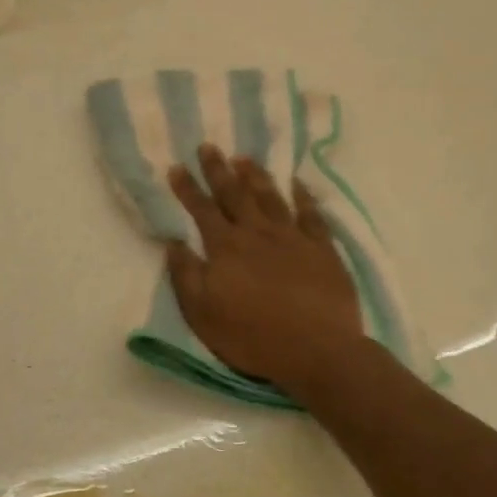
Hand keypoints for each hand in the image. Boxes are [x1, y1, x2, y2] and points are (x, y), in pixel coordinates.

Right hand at [166, 146, 365, 393]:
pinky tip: (297, 183)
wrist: (317, 349)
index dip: (188, 188)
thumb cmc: (253, 337)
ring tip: (244, 157)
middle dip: (219, 170)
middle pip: (235, 194)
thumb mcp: (203, 314)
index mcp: (226, 248)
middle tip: (209, 146)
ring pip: (270, 197)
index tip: (177, 167)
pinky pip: (311, 213)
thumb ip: (185, 275)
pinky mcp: (323, 248)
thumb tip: (173, 242)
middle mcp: (258, 233)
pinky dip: (303, 196)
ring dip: (255, 176)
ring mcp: (293, 237)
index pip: (202, 210)